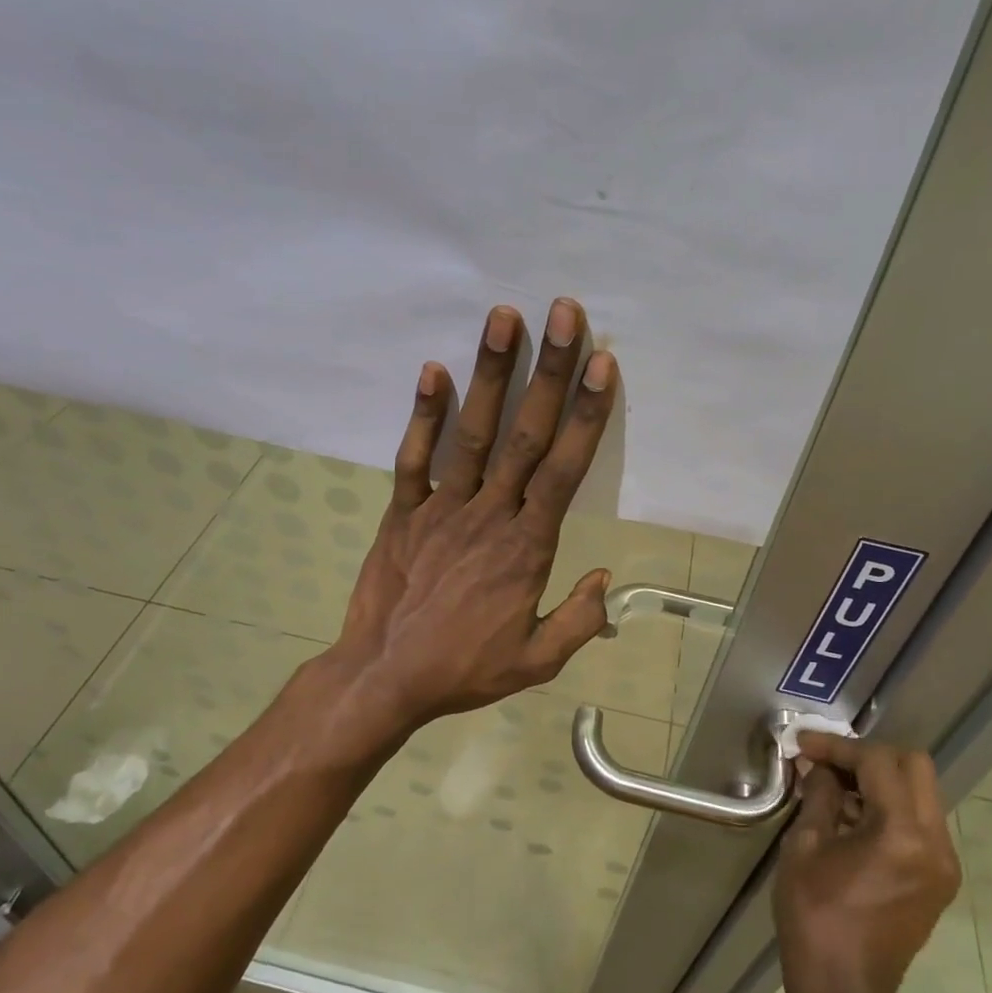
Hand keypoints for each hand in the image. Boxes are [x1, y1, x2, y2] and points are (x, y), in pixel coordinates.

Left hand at [331, 298, 617, 736]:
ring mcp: (441, 508)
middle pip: (525, 434)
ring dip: (489, 374)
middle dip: (549, 371)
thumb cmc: (464, 670)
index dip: (585, 415)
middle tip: (564, 313)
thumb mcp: (536, 663)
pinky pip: (414, 458)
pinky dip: (423, 415)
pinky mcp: (402, 512)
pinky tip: (433, 370)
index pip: (564, 470)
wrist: (384, 679)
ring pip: (473, 433)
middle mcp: (489, 514)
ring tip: (503, 317)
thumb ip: (579, 621)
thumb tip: (606, 578)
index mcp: (527, 547)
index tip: (602, 364)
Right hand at [774, 734, 960, 992]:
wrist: (844, 991)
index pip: (878, 762)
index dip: (838, 747)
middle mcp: (935, 843)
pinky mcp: (939, 878)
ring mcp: (944, 863)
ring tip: (835, 787)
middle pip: (914, 766)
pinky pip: (919, 821)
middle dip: (868, 756)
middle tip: (827, 762)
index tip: (804, 746)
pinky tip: (852, 816)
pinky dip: (889, 806)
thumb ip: (820, 796)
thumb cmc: (815, 917)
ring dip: (880, 780)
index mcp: (902, 834)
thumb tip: (820, 767)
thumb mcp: (805, 847)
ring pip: (920, 792)